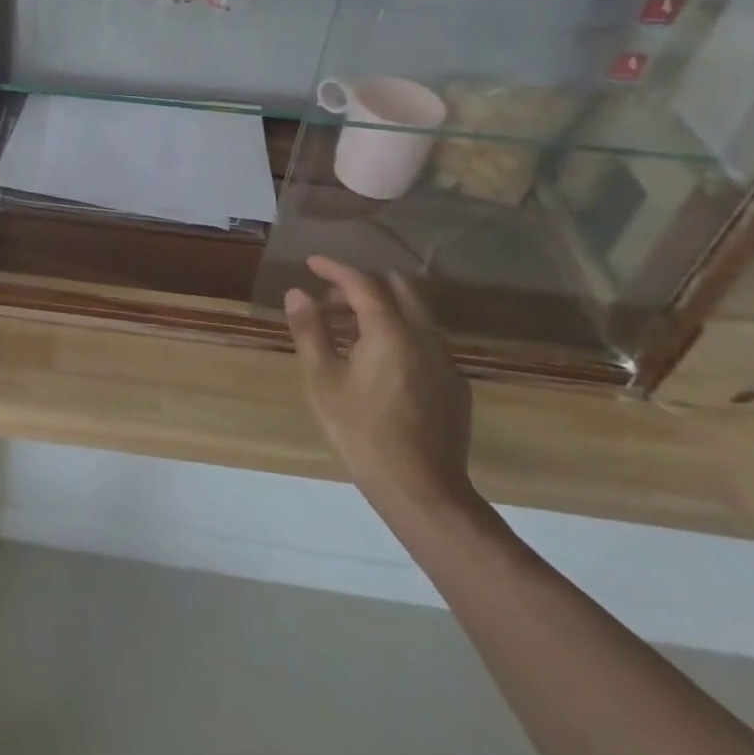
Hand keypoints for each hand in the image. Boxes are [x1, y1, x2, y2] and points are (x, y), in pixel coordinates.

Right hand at [285, 256, 478, 523]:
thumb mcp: (323, 381)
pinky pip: (426, 342)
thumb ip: (310, 331)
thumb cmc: (362, 432)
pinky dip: (400, 334)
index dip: (335, 269)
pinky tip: (381, 362)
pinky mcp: (455, 386)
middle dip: (364, 285)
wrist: (422, 491)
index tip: (312, 263)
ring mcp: (446, 362)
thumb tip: (298, 293)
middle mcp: (425, 337)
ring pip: (416, 315)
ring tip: (350, 328)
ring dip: (383, 309)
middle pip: (399, 290)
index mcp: (391, 332)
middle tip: (332, 297)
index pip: (363, 284)